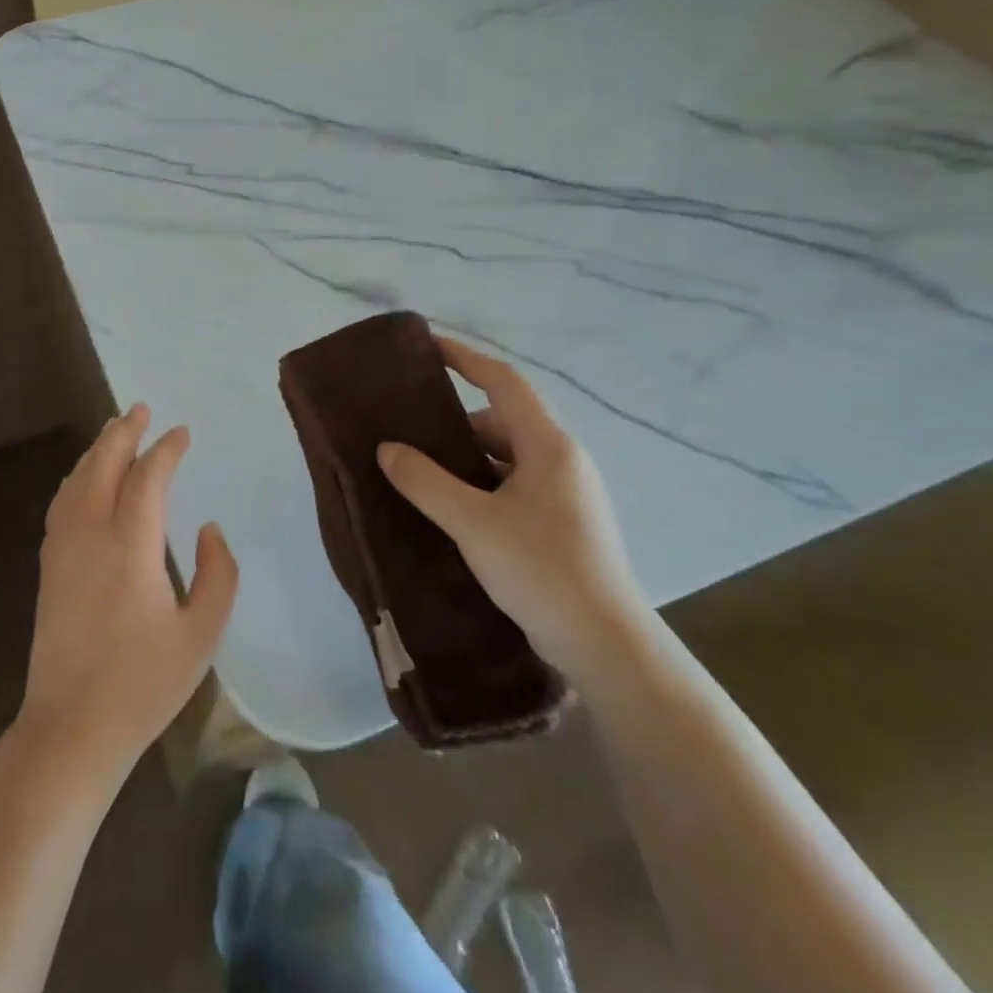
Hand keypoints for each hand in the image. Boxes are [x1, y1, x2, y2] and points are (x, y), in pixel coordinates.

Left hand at [17, 405, 238, 782]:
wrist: (71, 726)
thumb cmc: (144, 684)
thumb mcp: (202, 634)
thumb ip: (217, 574)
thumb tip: (208, 528)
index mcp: (131, 545)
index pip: (148, 477)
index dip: (166, 450)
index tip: (182, 434)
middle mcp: (91, 533)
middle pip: (103, 465)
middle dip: (123, 432)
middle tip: (140, 409)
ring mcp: (63, 548)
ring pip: (77, 480)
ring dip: (96, 450)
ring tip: (113, 431)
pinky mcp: (48, 566)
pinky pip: (62, 503)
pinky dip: (77, 478)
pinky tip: (83, 480)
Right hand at [376, 338, 647, 679]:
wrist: (605, 645)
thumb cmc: (542, 568)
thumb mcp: (473, 522)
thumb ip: (425, 481)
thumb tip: (386, 448)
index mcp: (549, 446)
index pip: (504, 383)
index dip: (465, 359)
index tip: (427, 347)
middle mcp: (561, 462)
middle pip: (501, 422)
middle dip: (454, 423)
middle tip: (408, 430)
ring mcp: (565, 495)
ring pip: (505, 459)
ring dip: (465, 460)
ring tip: (419, 473)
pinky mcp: (561, 525)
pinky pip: (511, 488)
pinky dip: (479, 487)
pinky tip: (450, 510)